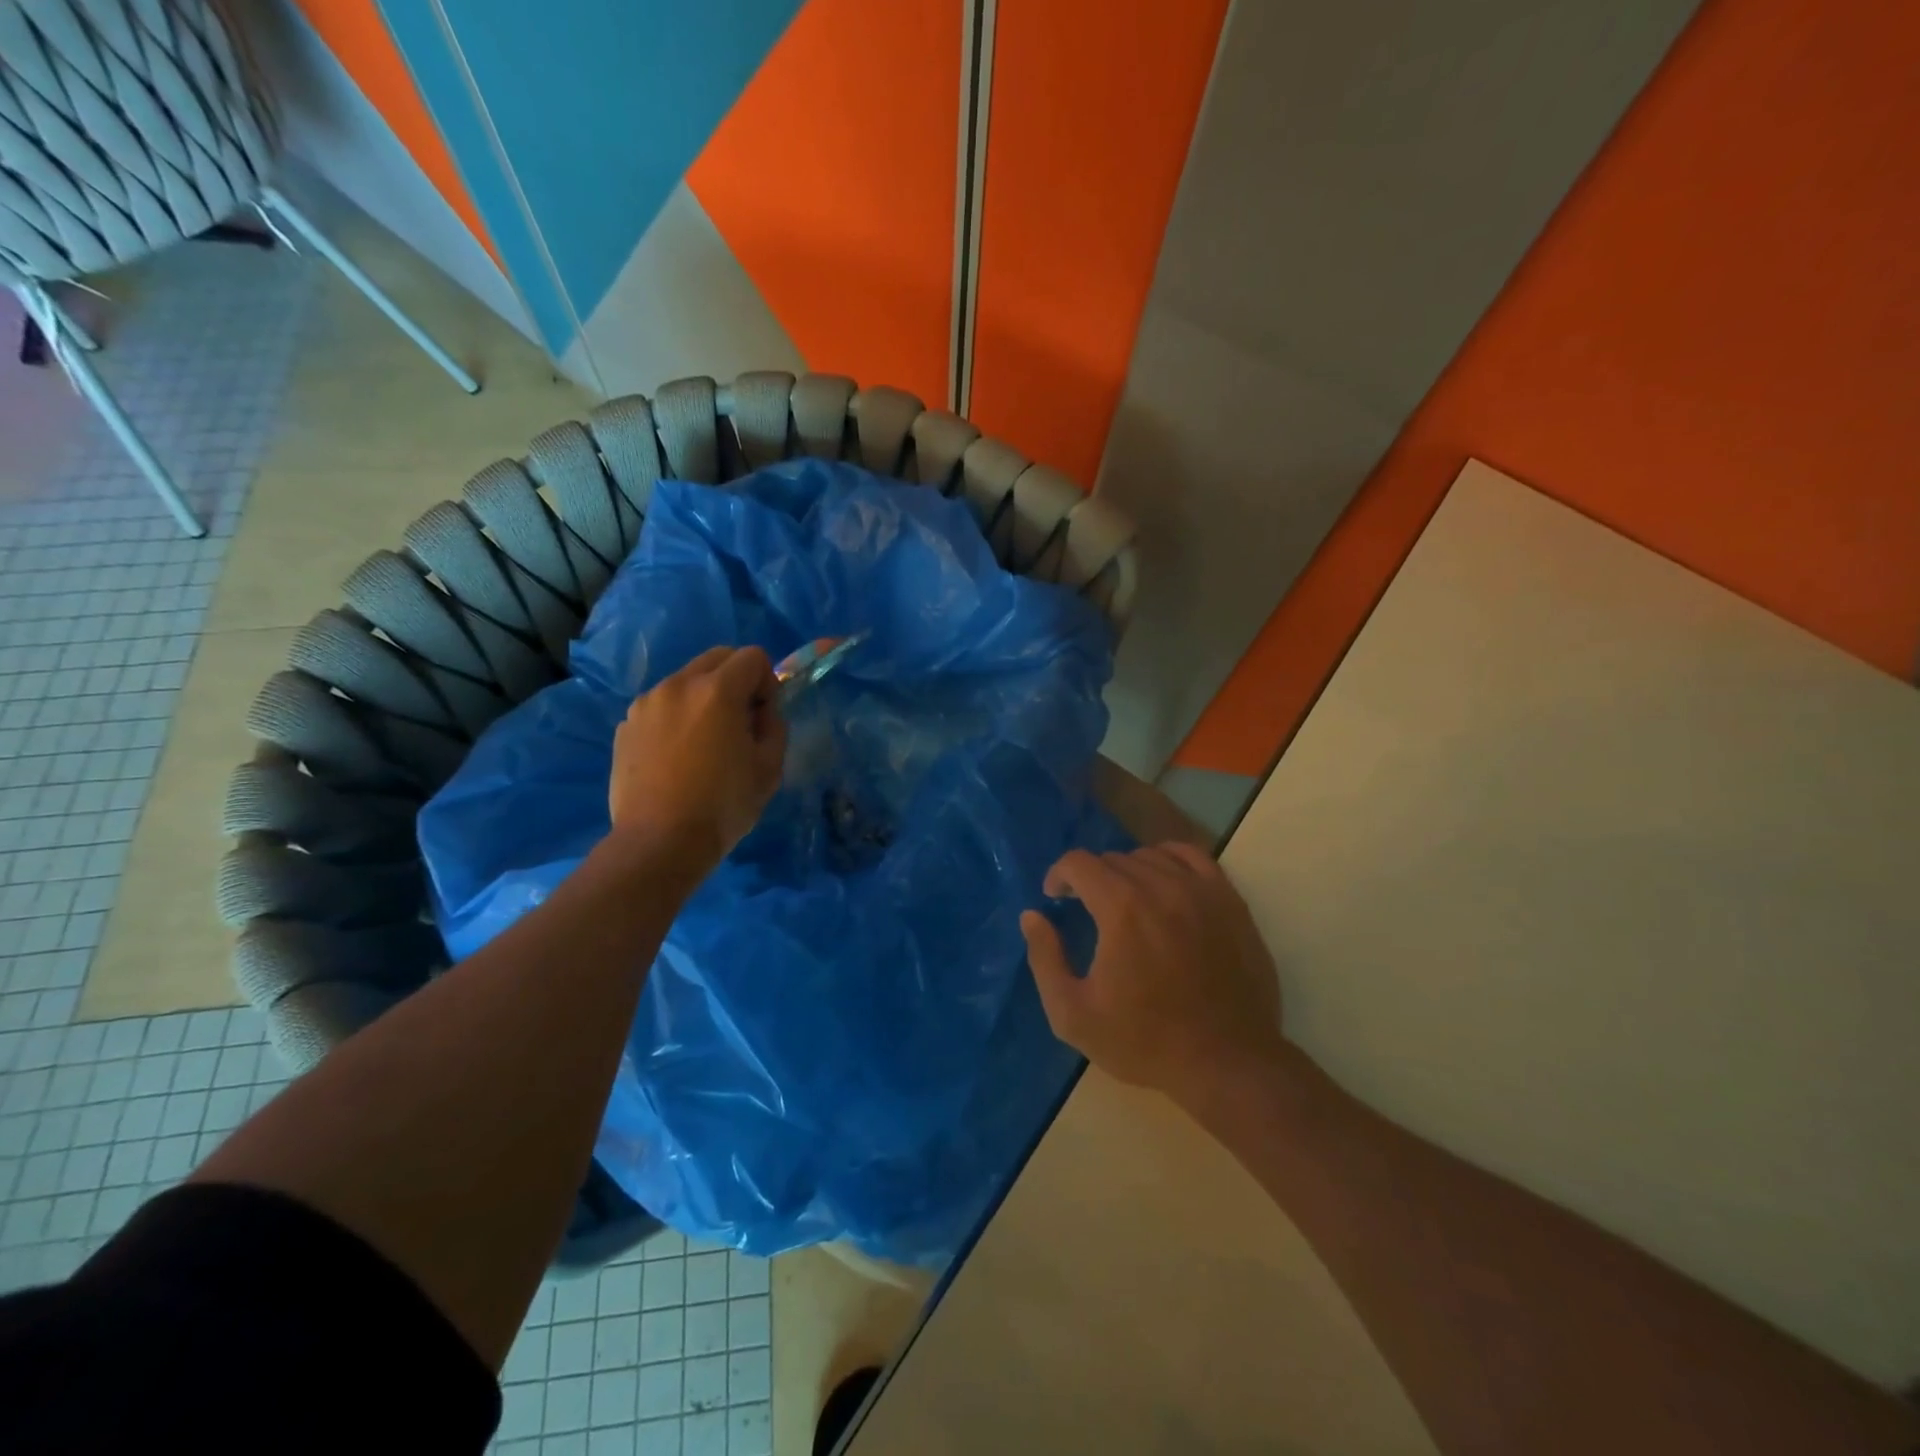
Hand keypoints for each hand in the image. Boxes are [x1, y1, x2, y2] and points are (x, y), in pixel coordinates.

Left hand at [609, 646, 785, 875]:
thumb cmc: (723, 806)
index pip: (753, 656)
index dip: (768, 682)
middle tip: (740, 722)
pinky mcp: (625, 726)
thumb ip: (774, 726)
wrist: (659, 842)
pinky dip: (676, 718)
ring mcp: (646, 704)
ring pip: (686, 681)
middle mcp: (678, 685)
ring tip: (705, 743)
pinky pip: (661, 707)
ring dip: (704, 698)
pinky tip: (677, 758)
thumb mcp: (770, 768)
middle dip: (736, 680)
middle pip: (717, 657)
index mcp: (717, 690)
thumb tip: (763, 712)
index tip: (764, 716)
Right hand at [1021, 843, 1285, 1103]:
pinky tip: (1163, 882)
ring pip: (1151, 856)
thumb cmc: (1146, 1042)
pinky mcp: (1229, 900)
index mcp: (1121, 908)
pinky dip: (1169, 860)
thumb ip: (1045, 959)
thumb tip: (1032, 916)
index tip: (1055, 899)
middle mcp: (1161, 886)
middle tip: (1087, 909)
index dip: (1059, 876)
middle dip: (1091, 878)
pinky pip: (1192, 857)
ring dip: (1128, 871)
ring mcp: (1200, 890)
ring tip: (1125, 901)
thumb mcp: (1073, 1014)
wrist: (1228, 1063)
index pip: (1079, 863)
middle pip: (1113, 859)